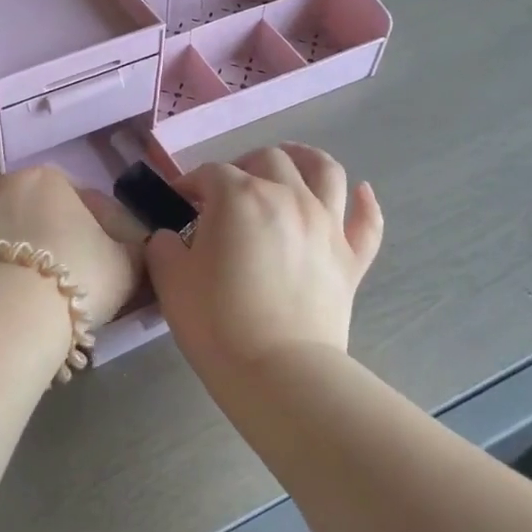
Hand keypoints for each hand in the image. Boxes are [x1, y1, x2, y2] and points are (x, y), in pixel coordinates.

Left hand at [0, 166, 144, 326]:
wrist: (12, 313)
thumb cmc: (75, 280)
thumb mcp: (123, 266)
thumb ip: (131, 249)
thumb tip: (137, 245)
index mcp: (47, 181)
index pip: (67, 198)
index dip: (77, 230)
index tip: (80, 263)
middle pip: (16, 206)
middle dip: (26, 232)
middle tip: (35, 275)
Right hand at [146, 144, 381, 379]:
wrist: (278, 372)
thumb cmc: (216, 322)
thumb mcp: (170, 278)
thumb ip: (165, 245)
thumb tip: (172, 237)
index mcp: (239, 196)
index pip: (210, 173)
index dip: (190, 183)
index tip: (178, 203)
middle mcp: (287, 196)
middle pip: (267, 159)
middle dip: (242, 166)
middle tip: (227, 192)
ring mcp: (326, 224)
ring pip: (325, 170)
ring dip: (305, 159)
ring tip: (291, 162)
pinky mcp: (351, 258)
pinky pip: (366, 220)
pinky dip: (365, 203)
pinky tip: (360, 192)